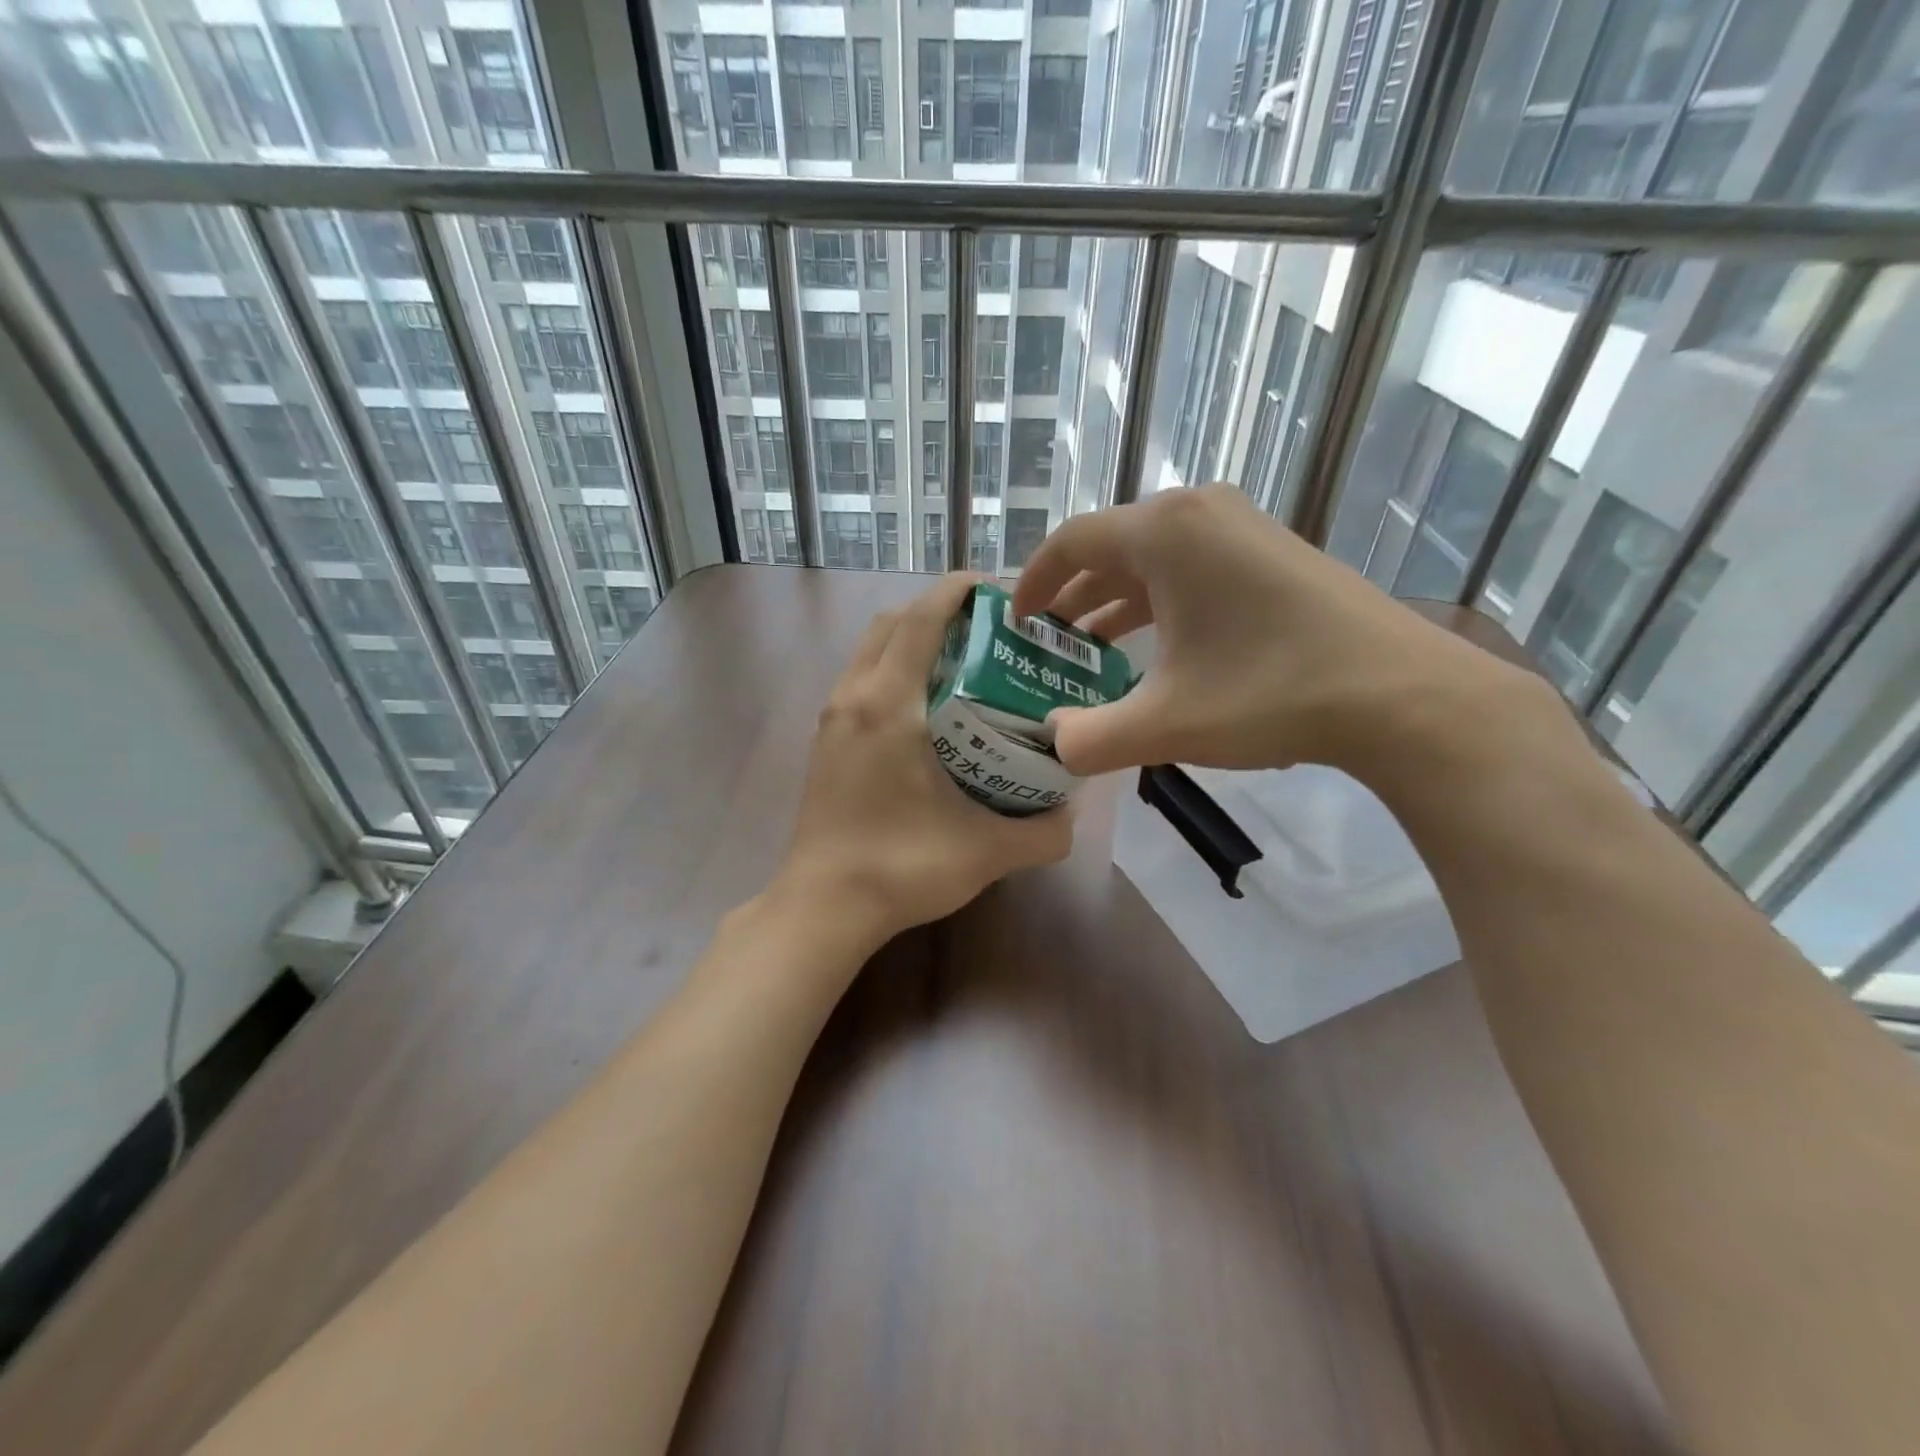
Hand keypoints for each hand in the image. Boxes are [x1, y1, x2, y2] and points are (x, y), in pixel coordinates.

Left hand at [774, 572, 1073, 946]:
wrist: (822, 907)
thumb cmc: (900, 868)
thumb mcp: (986, 851)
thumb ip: (1043, 832)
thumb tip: (1071, 814)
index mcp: (888, 704)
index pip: (921, 619)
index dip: (958, 591)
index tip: (998, 591)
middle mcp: (852, 698)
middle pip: (891, 623)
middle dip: (938, 611)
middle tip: (987, 631)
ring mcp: (830, 720)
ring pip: (870, 650)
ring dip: (911, 640)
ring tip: (961, 664)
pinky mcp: (823, 743)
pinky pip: (859, 680)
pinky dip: (892, 670)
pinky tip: (926, 710)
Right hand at [1010, 485, 1555, 780]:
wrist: (1402, 696)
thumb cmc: (1270, 694)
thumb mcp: (1164, 724)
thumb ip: (1088, 738)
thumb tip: (1051, 743)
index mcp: (1165, 532)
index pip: (1071, 542)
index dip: (1032, 583)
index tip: (1014, 624)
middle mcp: (1200, 513)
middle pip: (1110, 547)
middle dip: (1070, 596)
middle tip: (1046, 644)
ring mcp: (1242, 529)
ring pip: (1153, 560)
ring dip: (1113, 601)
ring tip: (1088, 649)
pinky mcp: (1271, 554)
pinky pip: (1191, 568)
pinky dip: (1158, 603)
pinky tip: (1154, 648)